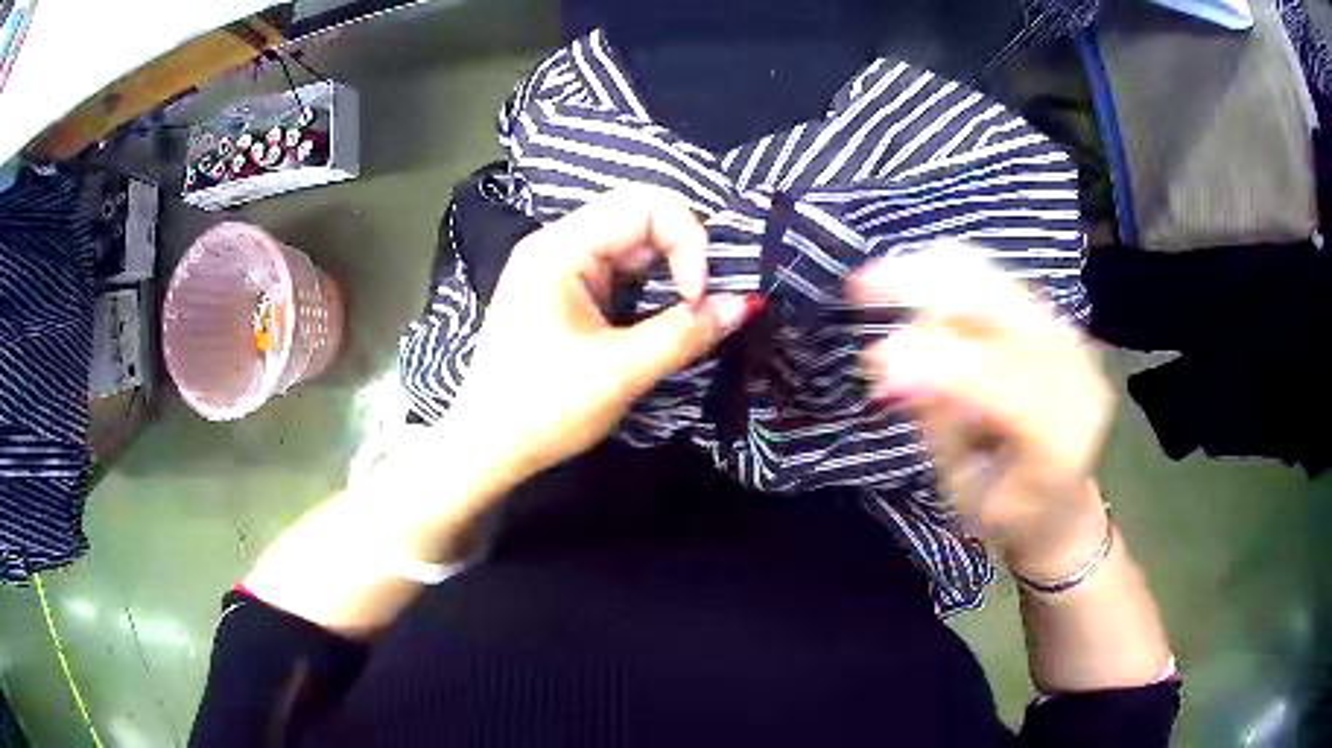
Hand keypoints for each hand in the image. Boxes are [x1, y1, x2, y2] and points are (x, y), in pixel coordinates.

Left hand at [446, 187, 754, 485]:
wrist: (487, 450)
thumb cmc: (543, 409)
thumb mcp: (621, 371)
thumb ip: (687, 332)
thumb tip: (748, 303)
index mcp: (560, 248)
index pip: (644, 205)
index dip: (688, 240)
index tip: (700, 297)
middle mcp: (557, 245)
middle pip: (639, 219)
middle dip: (684, 253)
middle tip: (706, 302)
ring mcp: (558, 269)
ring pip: (632, 247)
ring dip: (670, 272)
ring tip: (692, 311)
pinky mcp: (564, 295)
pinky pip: (618, 274)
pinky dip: (650, 290)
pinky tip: (664, 316)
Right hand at [848, 244, 1113, 581]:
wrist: (1061, 504)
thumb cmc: (1008, 514)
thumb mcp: (966, 491)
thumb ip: (940, 426)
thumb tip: (893, 367)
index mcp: (1061, 438)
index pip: (1002, 385)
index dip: (940, 364)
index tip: (875, 360)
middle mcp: (1077, 376)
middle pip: (1007, 312)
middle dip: (931, 290)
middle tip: (863, 285)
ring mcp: (1074, 343)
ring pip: (1003, 285)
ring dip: (937, 275)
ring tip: (879, 278)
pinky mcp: (1061, 324)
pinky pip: (1006, 284)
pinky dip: (957, 276)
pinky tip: (916, 277)